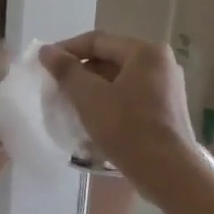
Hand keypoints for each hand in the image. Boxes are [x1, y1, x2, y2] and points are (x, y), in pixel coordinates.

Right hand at [39, 32, 203, 200]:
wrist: (168, 173)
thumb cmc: (128, 129)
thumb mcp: (90, 98)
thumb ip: (66, 71)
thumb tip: (46, 50)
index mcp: (146, 52)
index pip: (97, 41)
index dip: (67, 50)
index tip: (45, 65)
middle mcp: (161, 63)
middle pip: (110, 58)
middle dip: (80, 72)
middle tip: (56, 88)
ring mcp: (167, 87)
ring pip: (120, 79)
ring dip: (93, 89)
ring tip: (70, 105)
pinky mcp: (166, 109)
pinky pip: (131, 96)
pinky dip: (110, 102)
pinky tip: (93, 119)